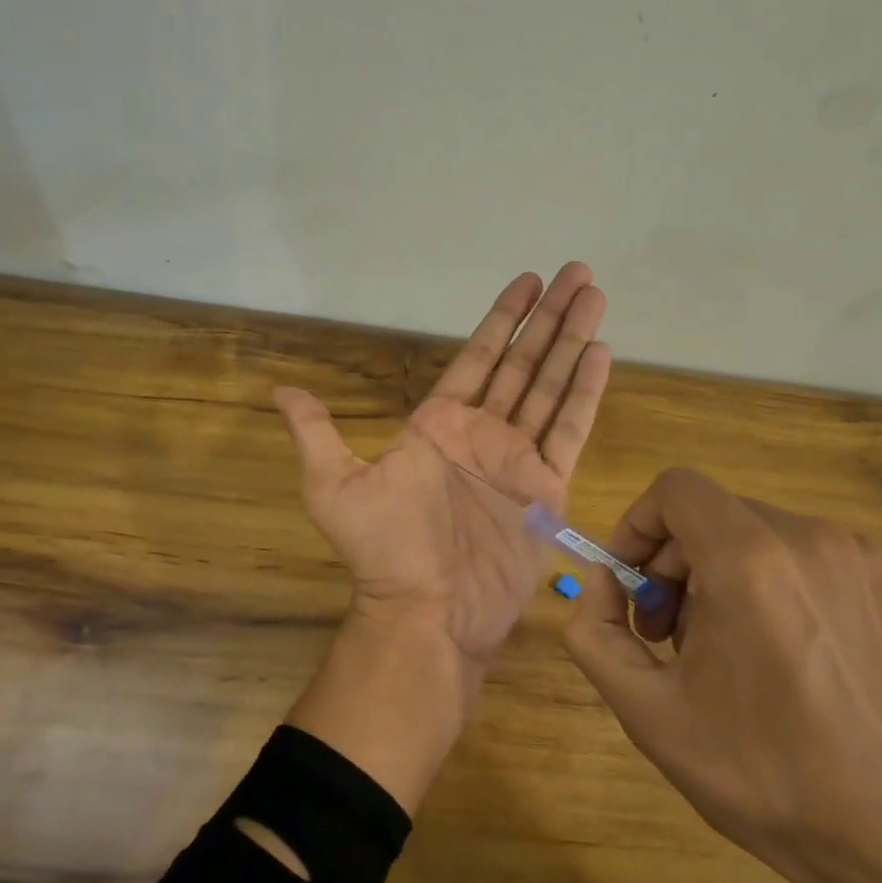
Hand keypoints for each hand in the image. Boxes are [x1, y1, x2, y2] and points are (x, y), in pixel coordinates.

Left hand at [276, 261, 609, 660]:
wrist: (427, 611)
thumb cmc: (383, 550)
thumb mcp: (335, 486)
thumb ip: (317, 433)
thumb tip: (280, 391)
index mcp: (438, 425)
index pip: (477, 357)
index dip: (503, 319)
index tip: (527, 281)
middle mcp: (482, 433)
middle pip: (521, 362)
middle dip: (549, 318)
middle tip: (576, 271)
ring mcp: (517, 458)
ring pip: (550, 386)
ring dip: (573, 341)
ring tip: (595, 297)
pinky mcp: (546, 486)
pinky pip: (569, 429)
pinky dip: (585, 392)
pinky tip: (601, 354)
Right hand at [561, 468, 881, 882]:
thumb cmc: (761, 773)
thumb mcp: (647, 712)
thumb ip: (595, 632)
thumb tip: (600, 580)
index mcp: (750, 562)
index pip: (675, 489)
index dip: (636, 525)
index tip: (626, 582)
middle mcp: (806, 540)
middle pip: (709, 512)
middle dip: (667, 560)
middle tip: (660, 630)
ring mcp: (850, 557)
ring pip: (748, 530)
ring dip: (708, 571)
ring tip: (709, 647)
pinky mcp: (875, 581)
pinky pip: (791, 551)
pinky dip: (756, 578)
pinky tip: (760, 647)